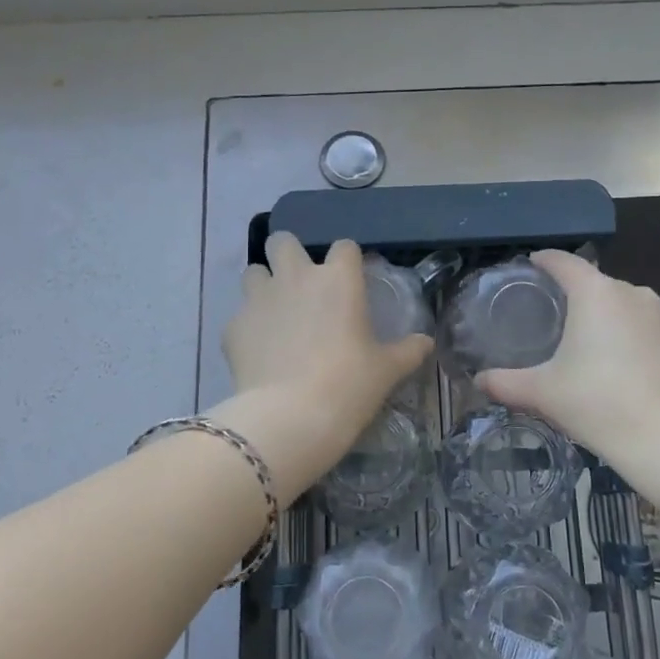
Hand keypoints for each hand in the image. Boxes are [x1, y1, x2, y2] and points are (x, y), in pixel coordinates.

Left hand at [220, 235, 432, 495]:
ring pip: (253, 271)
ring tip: (275, 312)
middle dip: (289, 254)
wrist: (291, 417)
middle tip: (300, 283)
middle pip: (282, 241)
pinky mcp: (233, 327)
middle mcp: (295, 278)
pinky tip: (259, 351)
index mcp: (338, 280)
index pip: (343, 246)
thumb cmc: (349, 385)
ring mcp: (259, 299)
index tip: (350, 279)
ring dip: (264, 284)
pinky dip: (249, 327)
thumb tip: (426, 342)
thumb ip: (408, 350)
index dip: (347, 260)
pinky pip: (239, 315)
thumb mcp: (387, 370)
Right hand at [477, 251, 659, 465]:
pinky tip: (620, 368)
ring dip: (604, 318)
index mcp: (596, 293)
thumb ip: (506, 383)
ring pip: (624, 307)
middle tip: (551, 316)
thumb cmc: (600, 403)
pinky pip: (646, 330)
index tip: (531, 266)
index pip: (564, 262)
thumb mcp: (543, 393)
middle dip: (574, 295)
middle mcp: (632, 293)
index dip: (544, 261)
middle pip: (595, 284)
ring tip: (585, 344)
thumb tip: (479, 381)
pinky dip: (629, 339)